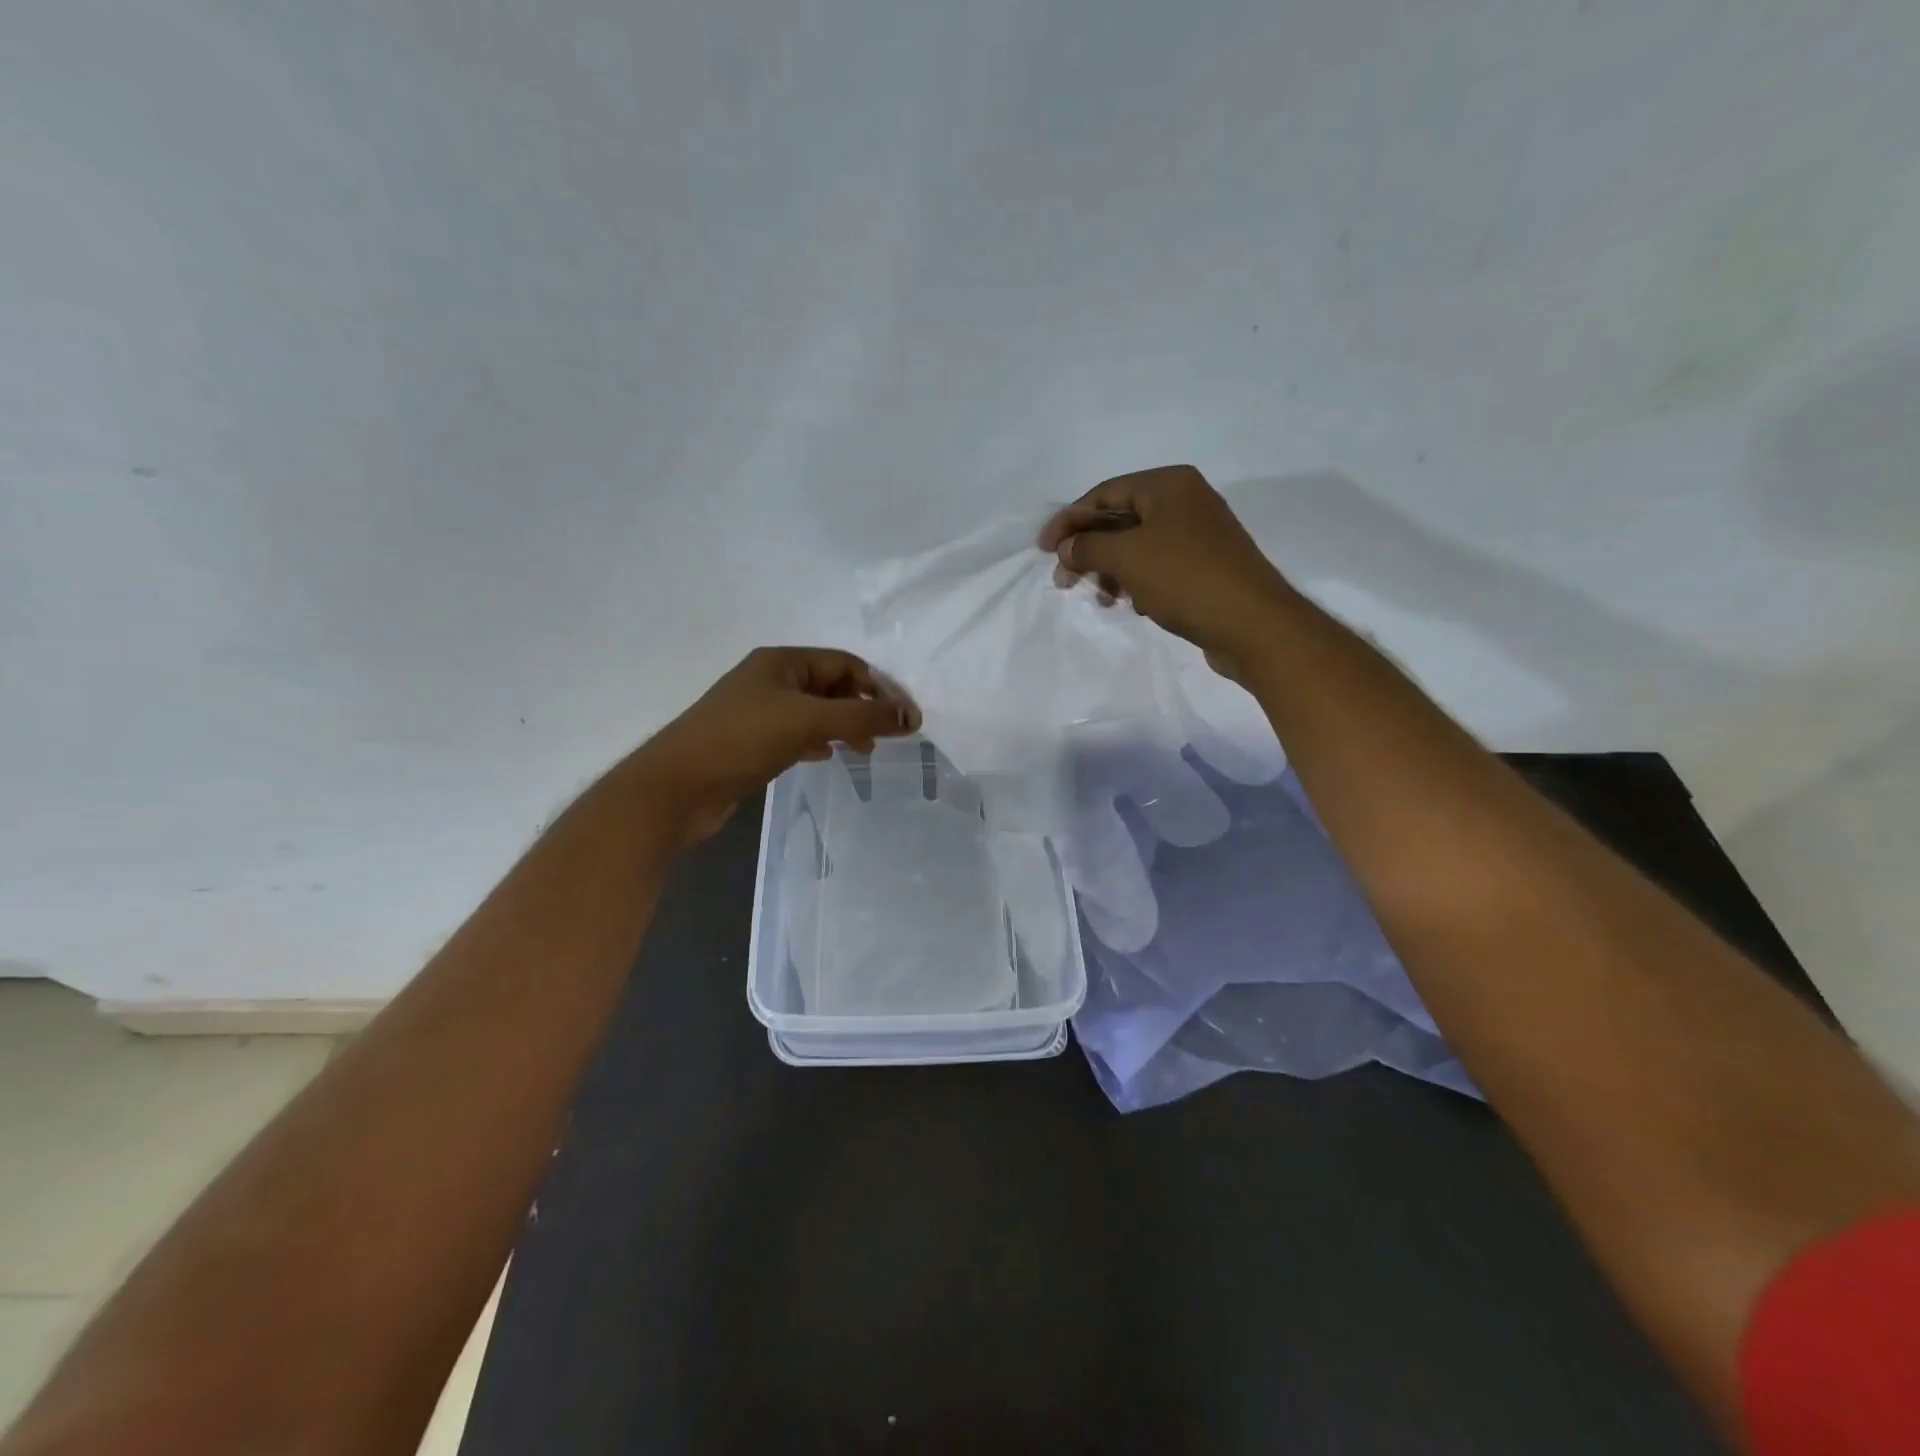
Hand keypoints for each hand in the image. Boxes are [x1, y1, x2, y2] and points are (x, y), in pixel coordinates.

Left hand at [634, 647, 919, 841]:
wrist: (677, 787)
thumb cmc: (743, 740)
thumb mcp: (809, 721)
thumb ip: (863, 716)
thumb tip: (912, 716)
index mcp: (782, 662)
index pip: (845, 664)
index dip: (879, 687)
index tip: (905, 719)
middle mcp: (770, 680)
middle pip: (831, 686)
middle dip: (862, 708)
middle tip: (884, 738)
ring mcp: (758, 711)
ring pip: (815, 712)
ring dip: (843, 726)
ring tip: (863, 750)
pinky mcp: (751, 741)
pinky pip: (796, 733)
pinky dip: (818, 741)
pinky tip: (825, 757)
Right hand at [1038, 465, 1291, 679]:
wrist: (1252, 624)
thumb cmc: (1185, 578)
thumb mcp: (1127, 557)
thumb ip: (1088, 547)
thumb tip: (1066, 547)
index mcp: (1168, 485)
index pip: (1104, 493)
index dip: (1069, 520)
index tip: (1042, 550)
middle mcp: (1185, 501)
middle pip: (1119, 520)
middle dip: (1088, 550)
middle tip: (1064, 581)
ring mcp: (1197, 536)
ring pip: (1137, 547)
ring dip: (1110, 570)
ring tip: (1100, 598)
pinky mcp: (1204, 568)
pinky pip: (1157, 567)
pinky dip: (1137, 582)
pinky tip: (1131, 604)